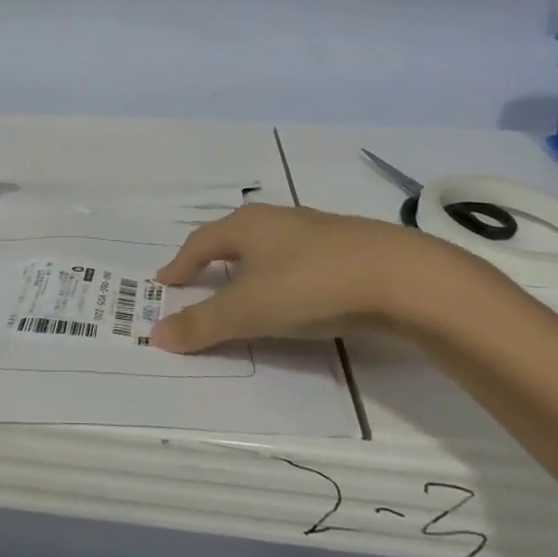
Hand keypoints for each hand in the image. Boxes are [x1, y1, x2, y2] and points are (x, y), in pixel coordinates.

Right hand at [149, 203, 505, 353]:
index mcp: (246, 225)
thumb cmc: (310, 284)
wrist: (402, 278)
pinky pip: (298, 262)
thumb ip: (203, 324)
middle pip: (233, 238)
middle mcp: (276, 220)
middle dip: (212, 260)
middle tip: (198, 283)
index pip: (200, 243)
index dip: (181, 264)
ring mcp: (315, 232)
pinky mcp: (347, 250)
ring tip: (243, 290)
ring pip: (269, 248)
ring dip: (250, 268)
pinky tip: (295, 297)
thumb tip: (155, 336)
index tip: (165, 283)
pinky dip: (282, 278)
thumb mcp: (249, 310)